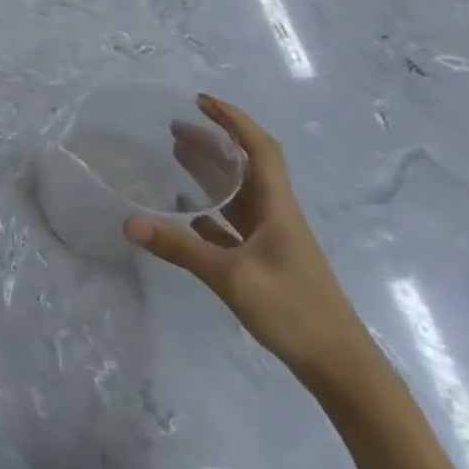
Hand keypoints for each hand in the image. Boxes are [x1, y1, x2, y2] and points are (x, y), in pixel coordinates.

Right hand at [127, 95, 374, 389]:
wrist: (341, 367)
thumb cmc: (294, 311)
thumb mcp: (232, 277)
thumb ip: (179, 248)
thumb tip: (127, 223)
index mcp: (278, 208)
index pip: (260, 149)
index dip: (234, 120)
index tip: (201, 101)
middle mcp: (276, 216)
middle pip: (245, 167)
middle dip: (213, 141)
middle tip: (174, 126)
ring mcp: (271, 241)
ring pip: (238, 194)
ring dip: (210, 171)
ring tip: (175, 154)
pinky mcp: (264, 263)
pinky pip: (232, 224)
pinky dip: (208, 210)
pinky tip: (184, 212)